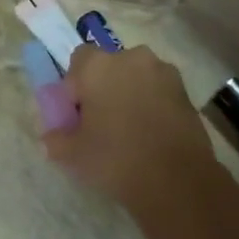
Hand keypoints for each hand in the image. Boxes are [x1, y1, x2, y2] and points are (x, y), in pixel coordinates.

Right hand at [42, 44, 216, 207]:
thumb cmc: (116, 158)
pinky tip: (152, 133)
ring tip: (130, 129)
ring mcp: (163, 72)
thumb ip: (56, 139)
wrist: (176, 179)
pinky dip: (153, 104)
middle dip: (104, 86)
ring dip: (130, 93)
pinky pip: (159, 90)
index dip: (75, 85)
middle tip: (101, 121)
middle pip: (110, 66)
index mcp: (98, 66)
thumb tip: (52, 136)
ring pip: (137, 77)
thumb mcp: (72, 154)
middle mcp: (132, 58)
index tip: (77, 113)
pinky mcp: (186, 91)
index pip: (78, 60)